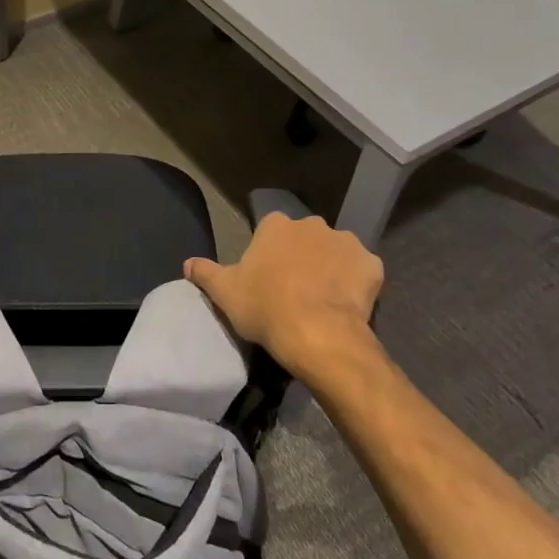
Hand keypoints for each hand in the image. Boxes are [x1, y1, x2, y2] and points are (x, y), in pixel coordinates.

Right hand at [184, 213, 383, 377]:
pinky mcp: (372, 265)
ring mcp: (346, 243)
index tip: (268, 279)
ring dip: (331, 268)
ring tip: (324, 300)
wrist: (316, 334)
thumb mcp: (224, 292)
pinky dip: (358, 284)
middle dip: (303, 257)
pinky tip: (348, 306)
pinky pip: (363, 272)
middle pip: (306, 238)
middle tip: (295, 290)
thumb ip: (204, 272)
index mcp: (276, 225)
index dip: (270, 255)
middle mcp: (312, 224)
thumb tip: (186, 263)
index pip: (271, 231)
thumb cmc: (265, 307)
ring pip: (336, 253)